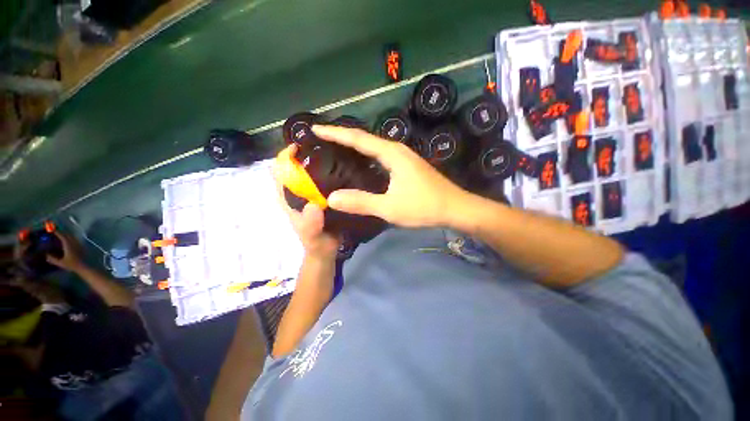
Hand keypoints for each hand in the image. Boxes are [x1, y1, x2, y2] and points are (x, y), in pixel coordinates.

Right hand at [46, 231, 85, 272]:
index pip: (62, 236)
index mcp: (68, 245)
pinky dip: (68, 237)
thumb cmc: (71, 265)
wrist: (82, 266)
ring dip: (64, 234)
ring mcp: (77, 244)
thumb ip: (52, 259)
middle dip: (60, 231)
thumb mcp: (60, 263)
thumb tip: (45, 255)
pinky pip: (73, 239)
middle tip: (53, 230)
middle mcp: (73, 243)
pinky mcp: (79, 246)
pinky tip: (65, 239)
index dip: (57, 232)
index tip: (51, 229)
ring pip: (70, 236)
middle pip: (67, 234)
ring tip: (58, 234)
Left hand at [273, 147, 340, 259]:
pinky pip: (325, 180)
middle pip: (297, 167)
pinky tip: (344, 168)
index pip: (280, 171)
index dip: (286, 157)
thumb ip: (310, 225)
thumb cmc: (316, 243)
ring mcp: (311, 193)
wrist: (327, 250)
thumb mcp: (311, 236)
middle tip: (326, 147)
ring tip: (337, 154)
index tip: (302, 146)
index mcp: (288, 197)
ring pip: (312, 172)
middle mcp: (298, 191)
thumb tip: (314, 205)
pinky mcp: (323, 196)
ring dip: (320, 162)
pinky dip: (331, 172)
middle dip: (306, 155)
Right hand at [311, 125, 469, 228]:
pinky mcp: (407, 166)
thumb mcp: (390, 208)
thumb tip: (332, 198)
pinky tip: (361, 165)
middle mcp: (397, 150)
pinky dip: (367, 157)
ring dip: (355, 146)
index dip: (335, 133)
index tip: (315, 129)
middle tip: (322, 139)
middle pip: (365, 139)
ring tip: (336, 149)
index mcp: (391, 154)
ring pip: (374, 147)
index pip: (357, 138)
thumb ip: (361, 202)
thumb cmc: (424, 207)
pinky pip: (381, 157)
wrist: (455, 208)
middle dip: (343, 137)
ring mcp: (404, 157)